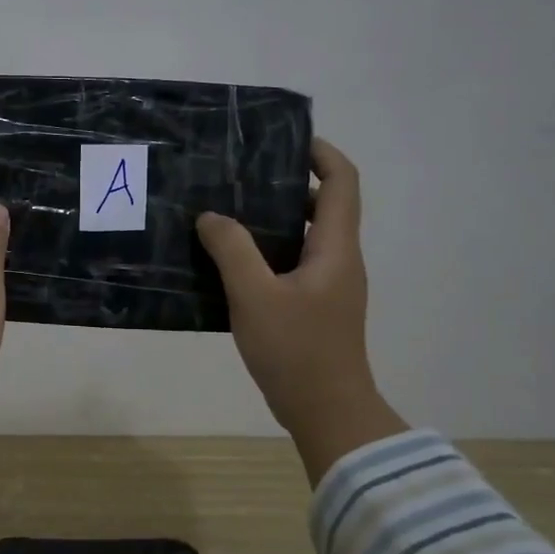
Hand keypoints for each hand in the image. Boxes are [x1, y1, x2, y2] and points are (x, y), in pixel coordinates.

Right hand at [197, 137, 407, 484]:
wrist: (327, 413)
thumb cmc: (297, 350)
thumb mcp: (255, 296)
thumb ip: (232, 250)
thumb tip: (212, 216)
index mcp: (336, 248)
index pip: (342, 182)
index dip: (320, 153)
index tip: (285, 141)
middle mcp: (340, 260)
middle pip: (323, 205)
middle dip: (286, 184)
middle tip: (240, 177)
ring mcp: (329, 286)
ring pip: (305, 237)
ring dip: (273, 220)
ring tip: (227, 212)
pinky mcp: (315, 308)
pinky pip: (292, 264)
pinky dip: (267, 252)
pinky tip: (230, 261)